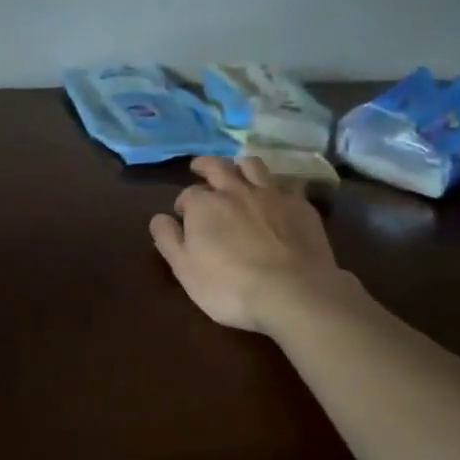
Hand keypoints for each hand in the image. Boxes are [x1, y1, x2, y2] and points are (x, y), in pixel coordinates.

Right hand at [150, 157, 351, 334]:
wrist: (293, 294)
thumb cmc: (230, 287)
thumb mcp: (185, 270)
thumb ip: (168, 240)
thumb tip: (159, 218)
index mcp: (205, 205)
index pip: (187, 195)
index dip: (183, 204)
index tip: (183, 216)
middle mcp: (236, 190)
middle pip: (218, 167)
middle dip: (205, 165)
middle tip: (199, 167)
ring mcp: (272, 195)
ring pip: (253, 165)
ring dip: (240, 166)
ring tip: (237, 172)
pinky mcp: (301, 206)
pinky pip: (286, 184)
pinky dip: (275, 187)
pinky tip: (276, 198)